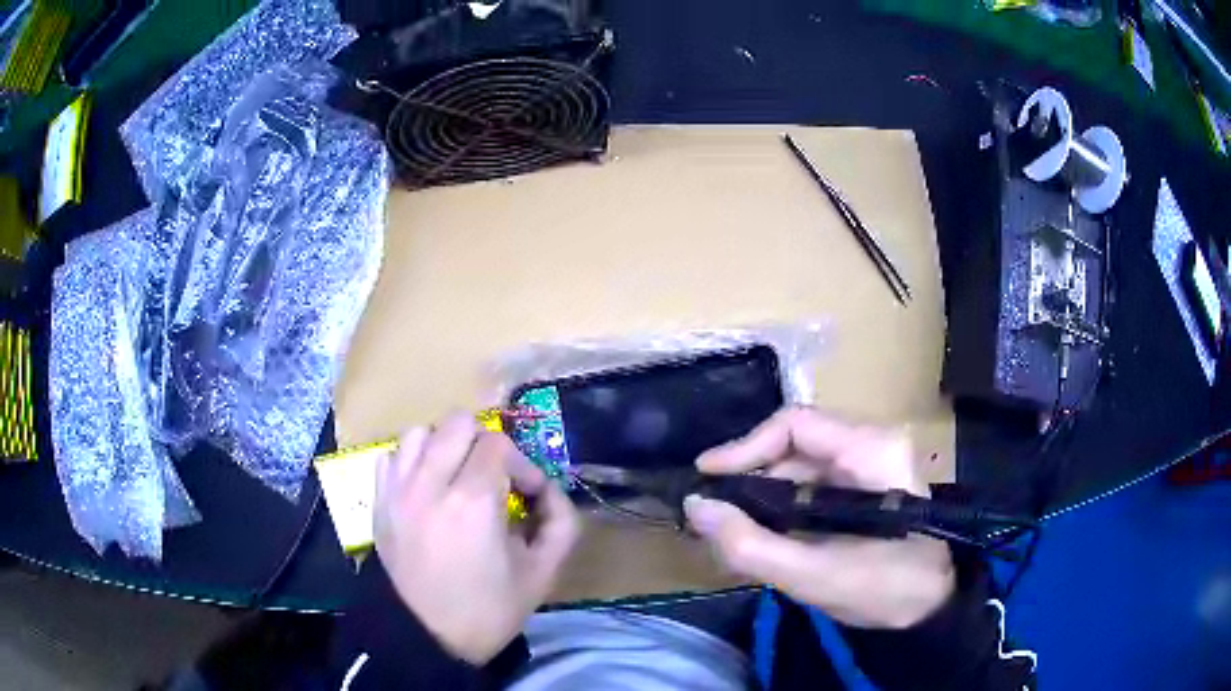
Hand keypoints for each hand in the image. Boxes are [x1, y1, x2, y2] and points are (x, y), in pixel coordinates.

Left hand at [374, 412, 579, 663]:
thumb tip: (550, 490)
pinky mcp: (378, 501)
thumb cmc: (488, 610)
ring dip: (445, 446)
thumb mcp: (542, 573)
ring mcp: (397, 489)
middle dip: (485, 444)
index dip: (522, 464)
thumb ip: (561, 522)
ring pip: (420, 431)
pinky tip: (426, 487)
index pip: (499, 443)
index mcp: (473, 502)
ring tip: (457, 478)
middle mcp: (430, 484)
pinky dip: (413, 460)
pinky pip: (393, 454)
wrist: (426, 637)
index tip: (529, 495)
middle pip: (458, 422)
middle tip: (495, 479)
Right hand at [684, 407, 954, 628]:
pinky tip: (762, 536)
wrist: (933, 605)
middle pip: (793, 446)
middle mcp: (869, 444)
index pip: (795, 425)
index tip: (707, 476)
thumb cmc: (887, 588)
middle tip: (713, 516)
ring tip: (731, 533)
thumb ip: (751, 545)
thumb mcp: (814, 575)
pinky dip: (780, 509)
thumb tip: (696, 506)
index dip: (745, 446)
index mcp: (870, 450)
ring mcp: (867, 464)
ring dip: (761, 497)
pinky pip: (811, 486)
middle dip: (749, 479)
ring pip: (798, 467)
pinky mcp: (862, 486)